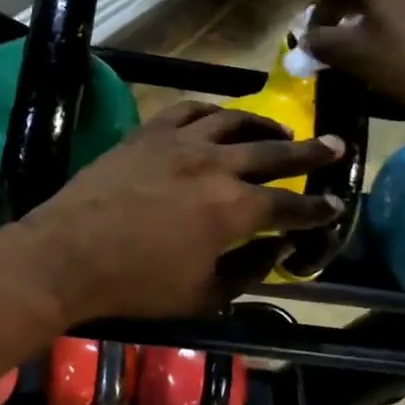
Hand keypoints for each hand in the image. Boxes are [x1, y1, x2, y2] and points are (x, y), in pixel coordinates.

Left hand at [0, 102, 344, 325]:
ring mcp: (180, 142)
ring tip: (281, 132)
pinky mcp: (150, 131)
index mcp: (233, 210)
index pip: (290, 207)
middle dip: (311, 152)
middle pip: (274, 153)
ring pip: (235, 121)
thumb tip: (277, 247)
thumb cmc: (135, 285)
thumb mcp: (203, 295)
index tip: (336, 204)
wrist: (67, 253)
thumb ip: (248, 269)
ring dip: (264, 126)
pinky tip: (221, 117)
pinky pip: (190, 109)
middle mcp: (215, 165)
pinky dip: (213, 111)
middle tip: (335, 145)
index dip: (317, 209)